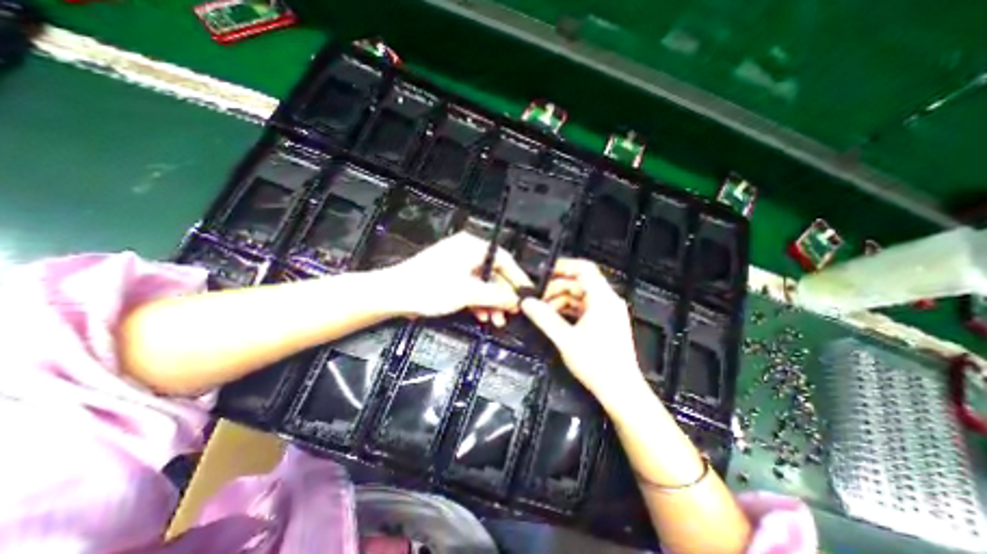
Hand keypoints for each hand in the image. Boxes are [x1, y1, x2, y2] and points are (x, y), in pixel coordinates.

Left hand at [381, 231, 531, 324]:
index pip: (505, 260)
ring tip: (496, 320)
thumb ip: (496, 295)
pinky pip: (471, 287)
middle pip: (494, 274)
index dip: (517, 279)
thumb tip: (514, 299)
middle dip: (502, 296)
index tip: (525, 295)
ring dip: (491, 302)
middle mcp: (467, 252)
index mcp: (472, 247)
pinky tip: (481, 315)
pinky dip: (478, 301)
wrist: (394, 294)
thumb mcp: (468, 292)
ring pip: (483, 283)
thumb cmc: (427, 287)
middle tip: (510, 313)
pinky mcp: (450, 276)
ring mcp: (458, 264)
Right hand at [520, 258, 653, 407]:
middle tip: (539, 299)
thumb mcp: (565, 339)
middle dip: (557, 288)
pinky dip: (569, 310)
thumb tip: (528, 303)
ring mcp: (608, 312)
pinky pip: (584, 307)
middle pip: (580, 283)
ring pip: (580, 296)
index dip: (564, 266)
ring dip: (561, 300)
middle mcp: (608, 301)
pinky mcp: (605, 322)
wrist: (620, 390)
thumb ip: (544, 318)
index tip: (545, 272)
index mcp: (603, 299)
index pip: (584, 269)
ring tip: (544, 311)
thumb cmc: (598, 364)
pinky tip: (556, 319)